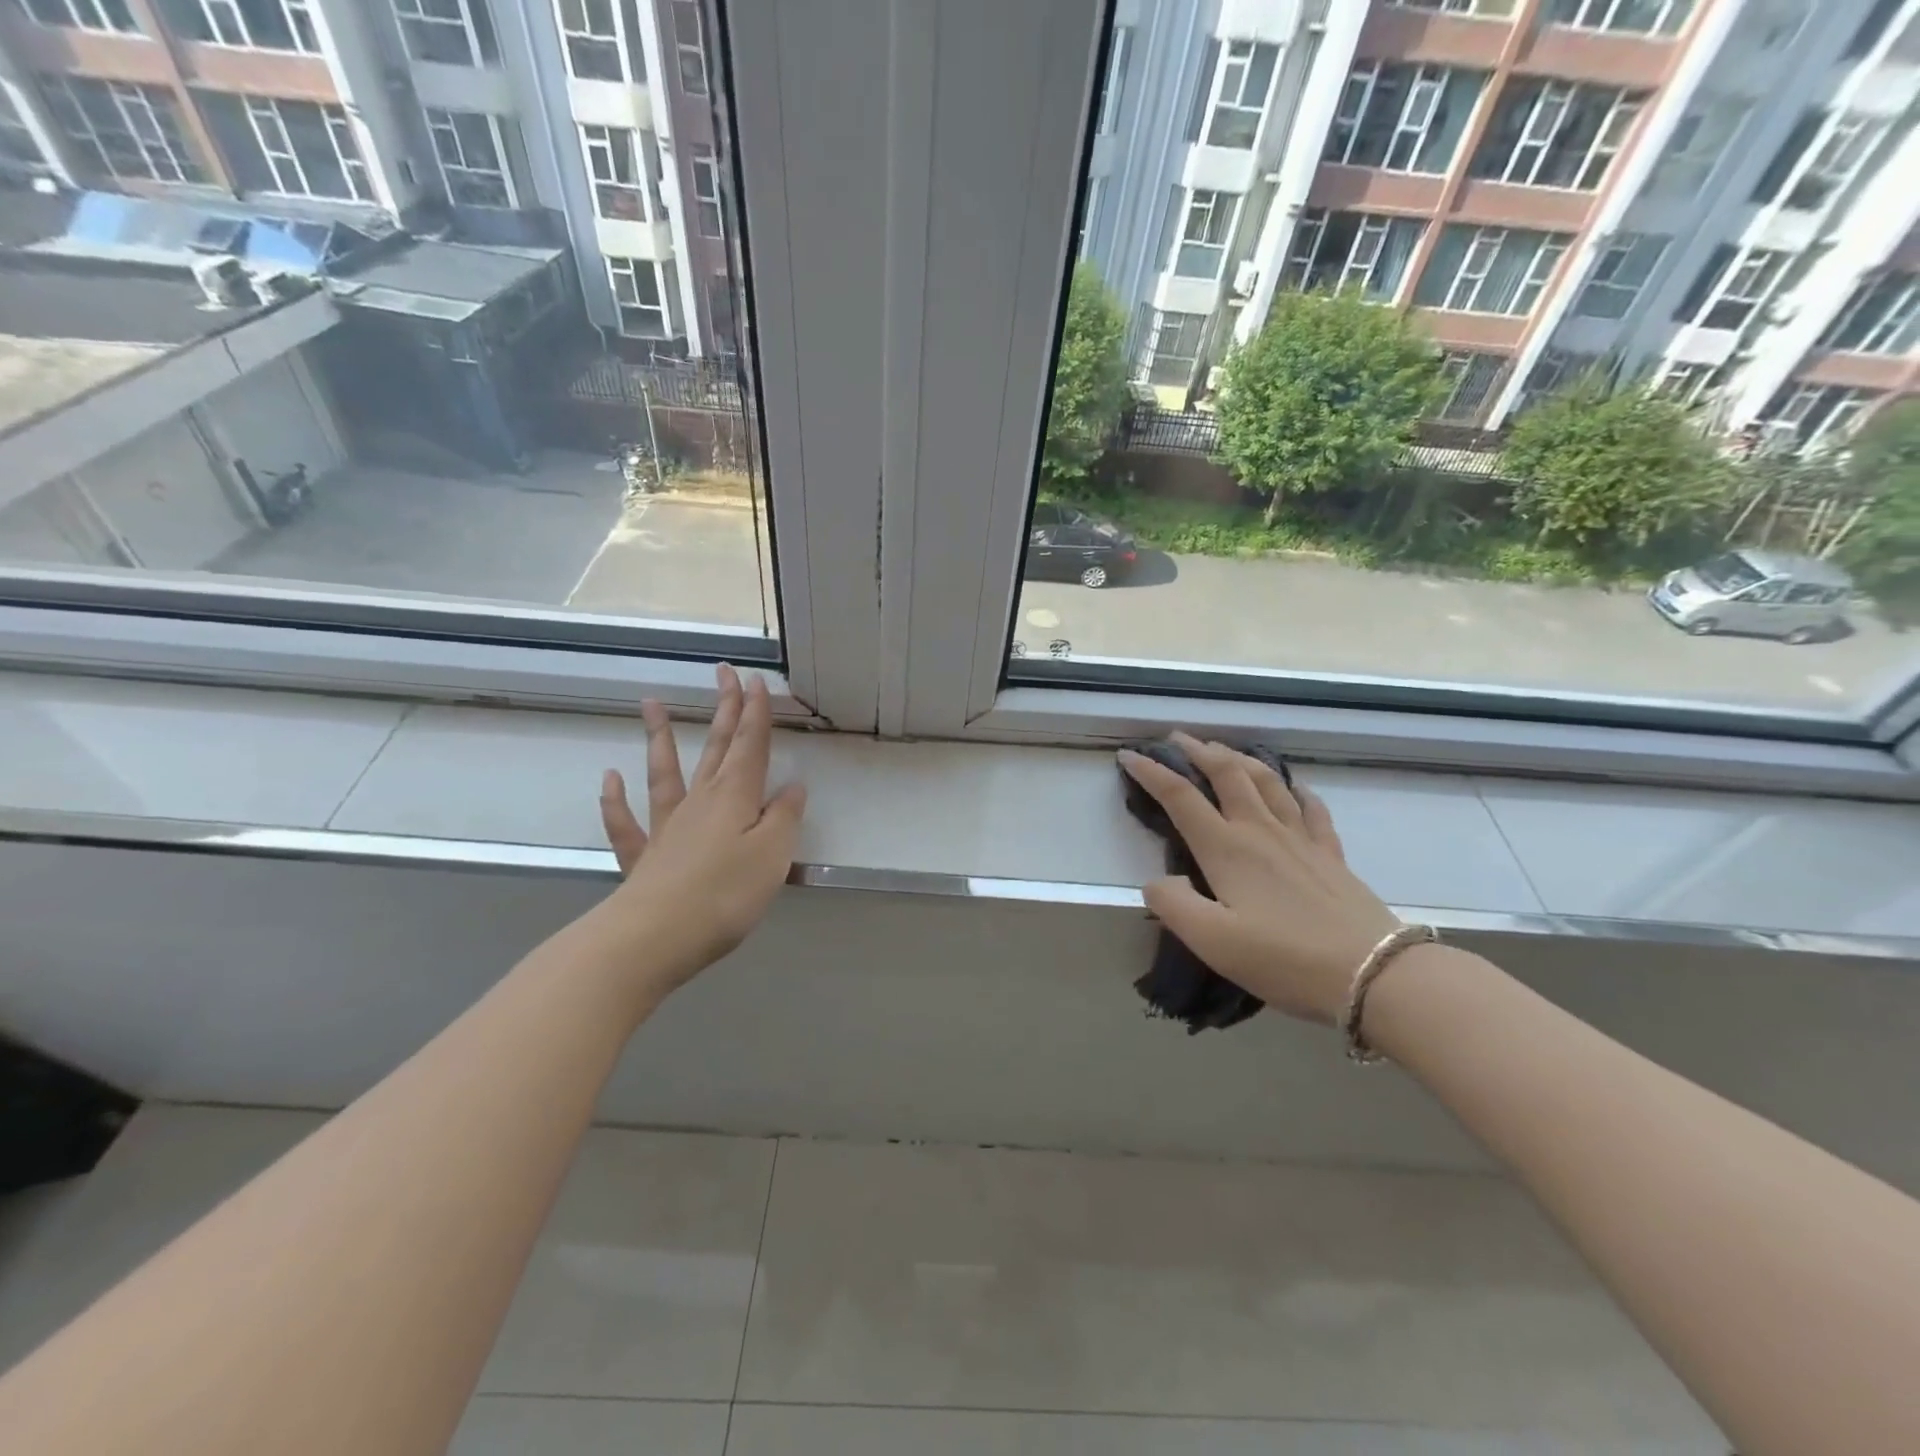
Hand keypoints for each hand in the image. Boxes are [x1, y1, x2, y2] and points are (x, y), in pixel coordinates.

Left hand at [598, 664, 806, 993]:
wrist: (655, 937)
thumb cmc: (725, 894)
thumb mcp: (773, 855)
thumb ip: (784, 818)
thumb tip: (793, 788)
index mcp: (736, 798)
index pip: (750, 745)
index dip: (755, 712)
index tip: (754, 680)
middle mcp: (701, 802)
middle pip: (716, 748)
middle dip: (724, 710)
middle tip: (723, 673)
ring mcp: (667, 827)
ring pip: (665, 772)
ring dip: (661, 738)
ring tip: (651, 704)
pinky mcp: (644, 857)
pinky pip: (627, 823)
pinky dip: (615, 800)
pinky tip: (609, 778)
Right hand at [1118, 732, 1398, 1025]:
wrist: (1372, 973)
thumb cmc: (1284, 958)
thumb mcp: (1212, 941)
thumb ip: (1173, 905)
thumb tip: (1156, 881)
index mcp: (1226, 849)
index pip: (1180, 797)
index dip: (1151, 772)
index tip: (1129, 755)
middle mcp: (1260, 831)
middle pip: (1227, 774)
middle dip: (1198, 750)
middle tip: (1177, 738)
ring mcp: (1300, 839)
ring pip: (1267, 781)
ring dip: (1241, 758)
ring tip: (1224, 749)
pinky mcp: (1330, 854)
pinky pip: (1311, 808)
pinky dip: (1296, 790)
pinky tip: (1294, 788)